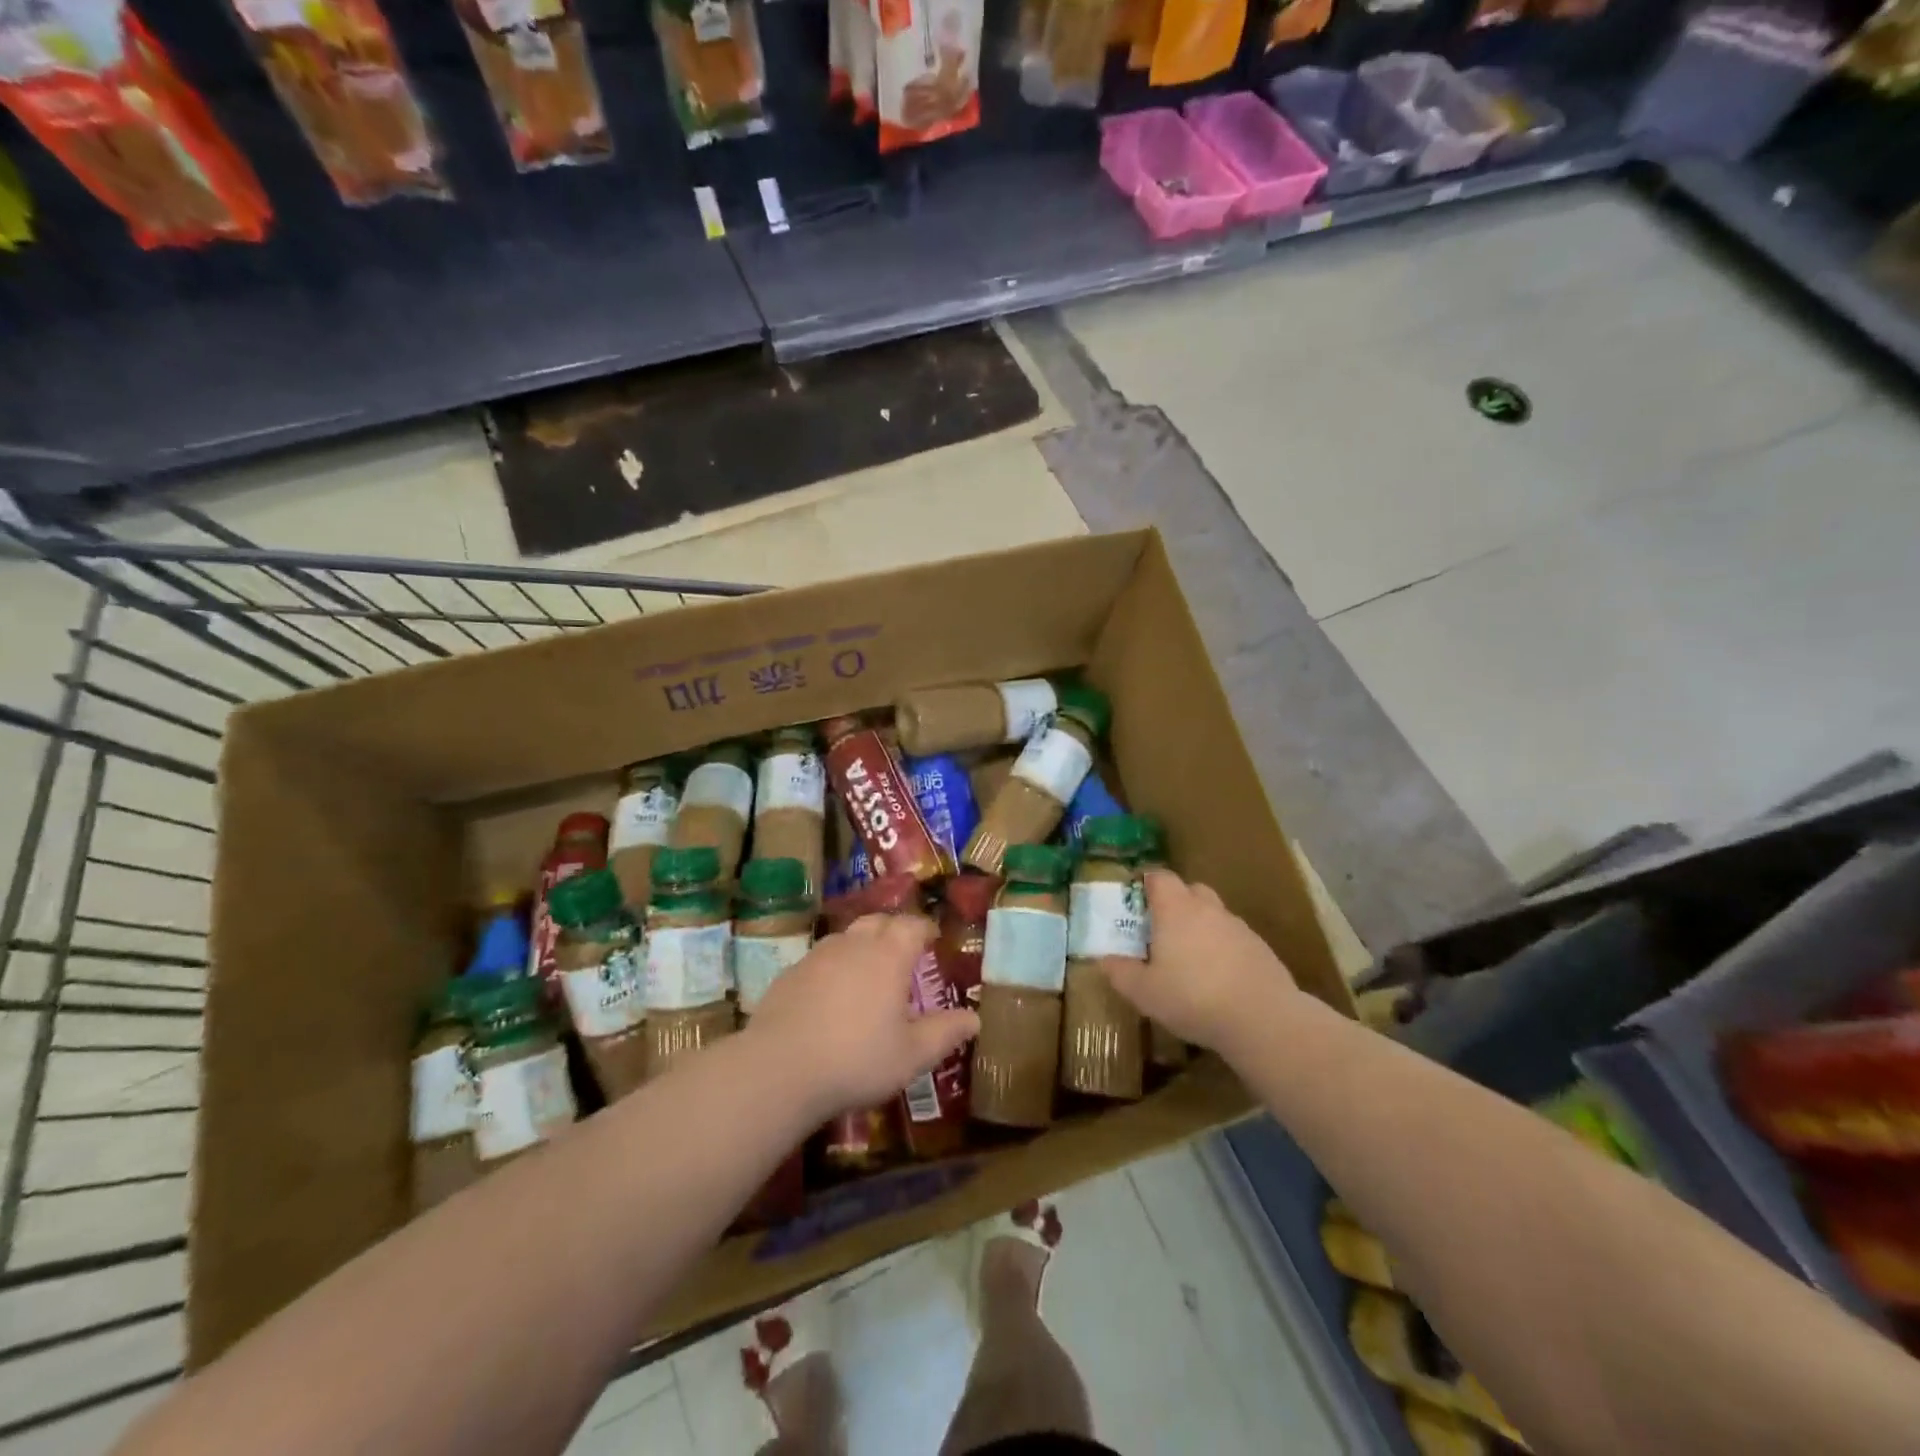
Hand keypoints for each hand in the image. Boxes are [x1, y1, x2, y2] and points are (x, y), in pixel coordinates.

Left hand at [747, 914, 979, 1119]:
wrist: (780, 1069)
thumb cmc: (857, 1059)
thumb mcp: (912, 1055)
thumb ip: (945, 1033)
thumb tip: (974, 1019)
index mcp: (888, 956)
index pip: (912, 925)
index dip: (925, 928)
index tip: (933, 938)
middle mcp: (854, 944)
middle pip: (878, 921)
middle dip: (894, 929)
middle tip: (904, 951)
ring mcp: (817, 956)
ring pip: (847, 937)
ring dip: (862, 945)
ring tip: (869, 971)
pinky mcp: (790, 973)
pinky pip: (820, 958)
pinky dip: (834, 966)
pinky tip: (832, 995)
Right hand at [1099, 870, 1298, 1054]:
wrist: (1263, 1019)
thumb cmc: (1193, 998)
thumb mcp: (1144, 992)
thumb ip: (1120, 972)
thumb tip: (1104, 959)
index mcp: (1176, 909)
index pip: (1159, 877)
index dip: (1145, 883)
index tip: (1135, 901)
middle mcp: (1208, 909)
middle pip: (1190, 890)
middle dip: (1174, 903)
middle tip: (1161, 930)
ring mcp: (1238, 927)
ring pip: (1214, 914)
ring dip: (1200, 926)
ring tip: (1189, 959)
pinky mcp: (1261, 948)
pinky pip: (1233, 938)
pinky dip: (1222, 948)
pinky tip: (1218, 978)